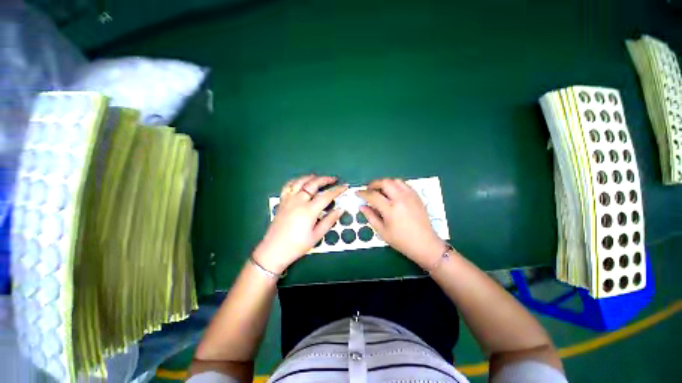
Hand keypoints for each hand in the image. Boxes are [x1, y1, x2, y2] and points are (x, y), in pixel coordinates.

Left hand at [254, 175, 347, 273]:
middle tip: (334, 179)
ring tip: (318, 177)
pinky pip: (288, 186)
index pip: (326, 195)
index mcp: (309, 210)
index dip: (337, 190)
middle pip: (313, 184)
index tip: (344, 186)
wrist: (274, 250)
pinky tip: (300, 182)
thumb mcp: (317, 235)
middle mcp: (298, 201)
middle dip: (325, 179)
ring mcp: (289, 200)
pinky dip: (296, 181)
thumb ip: (329, 220)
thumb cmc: (297, 245)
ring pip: (300, 181)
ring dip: (311, 177)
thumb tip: (341, 210)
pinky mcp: (282, 201)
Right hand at [356, 178, 446, 267]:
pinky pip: (404, 184)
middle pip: (385, 182)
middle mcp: (401, 199)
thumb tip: (362, 207)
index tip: (358, 193)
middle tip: (369, 190)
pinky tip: (392, 192)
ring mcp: (410, 196)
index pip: (373, 195)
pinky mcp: (417, 196)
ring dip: (385, 183)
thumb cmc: (401, 240)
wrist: (425, 244)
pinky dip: (395, 185)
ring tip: (380, 190)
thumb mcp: (382, 231)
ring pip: (395, 181)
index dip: (363, 193)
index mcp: (391, 209)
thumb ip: (370, 217)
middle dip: (374, 184)